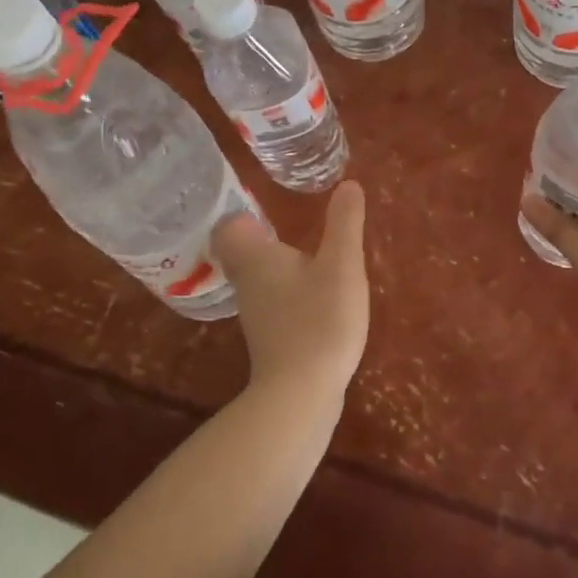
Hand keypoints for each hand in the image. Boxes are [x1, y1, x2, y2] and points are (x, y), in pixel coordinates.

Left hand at [211, 181, 368, 395]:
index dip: (243, 214)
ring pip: (257, 278)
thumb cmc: (319, 319)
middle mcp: (247, 283)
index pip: (229, 228)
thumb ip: (344, 223)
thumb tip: (348, 183)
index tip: (265, 205)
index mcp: (256, 258)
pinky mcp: (270, 339)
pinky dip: (288, 292)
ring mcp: (256, 314)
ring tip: (306, 255)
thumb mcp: (341, 264)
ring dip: (277, 265)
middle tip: (288, 224)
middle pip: (241, 253)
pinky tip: (314, 296)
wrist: (302, 394)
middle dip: (261, 237)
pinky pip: (273, 302)